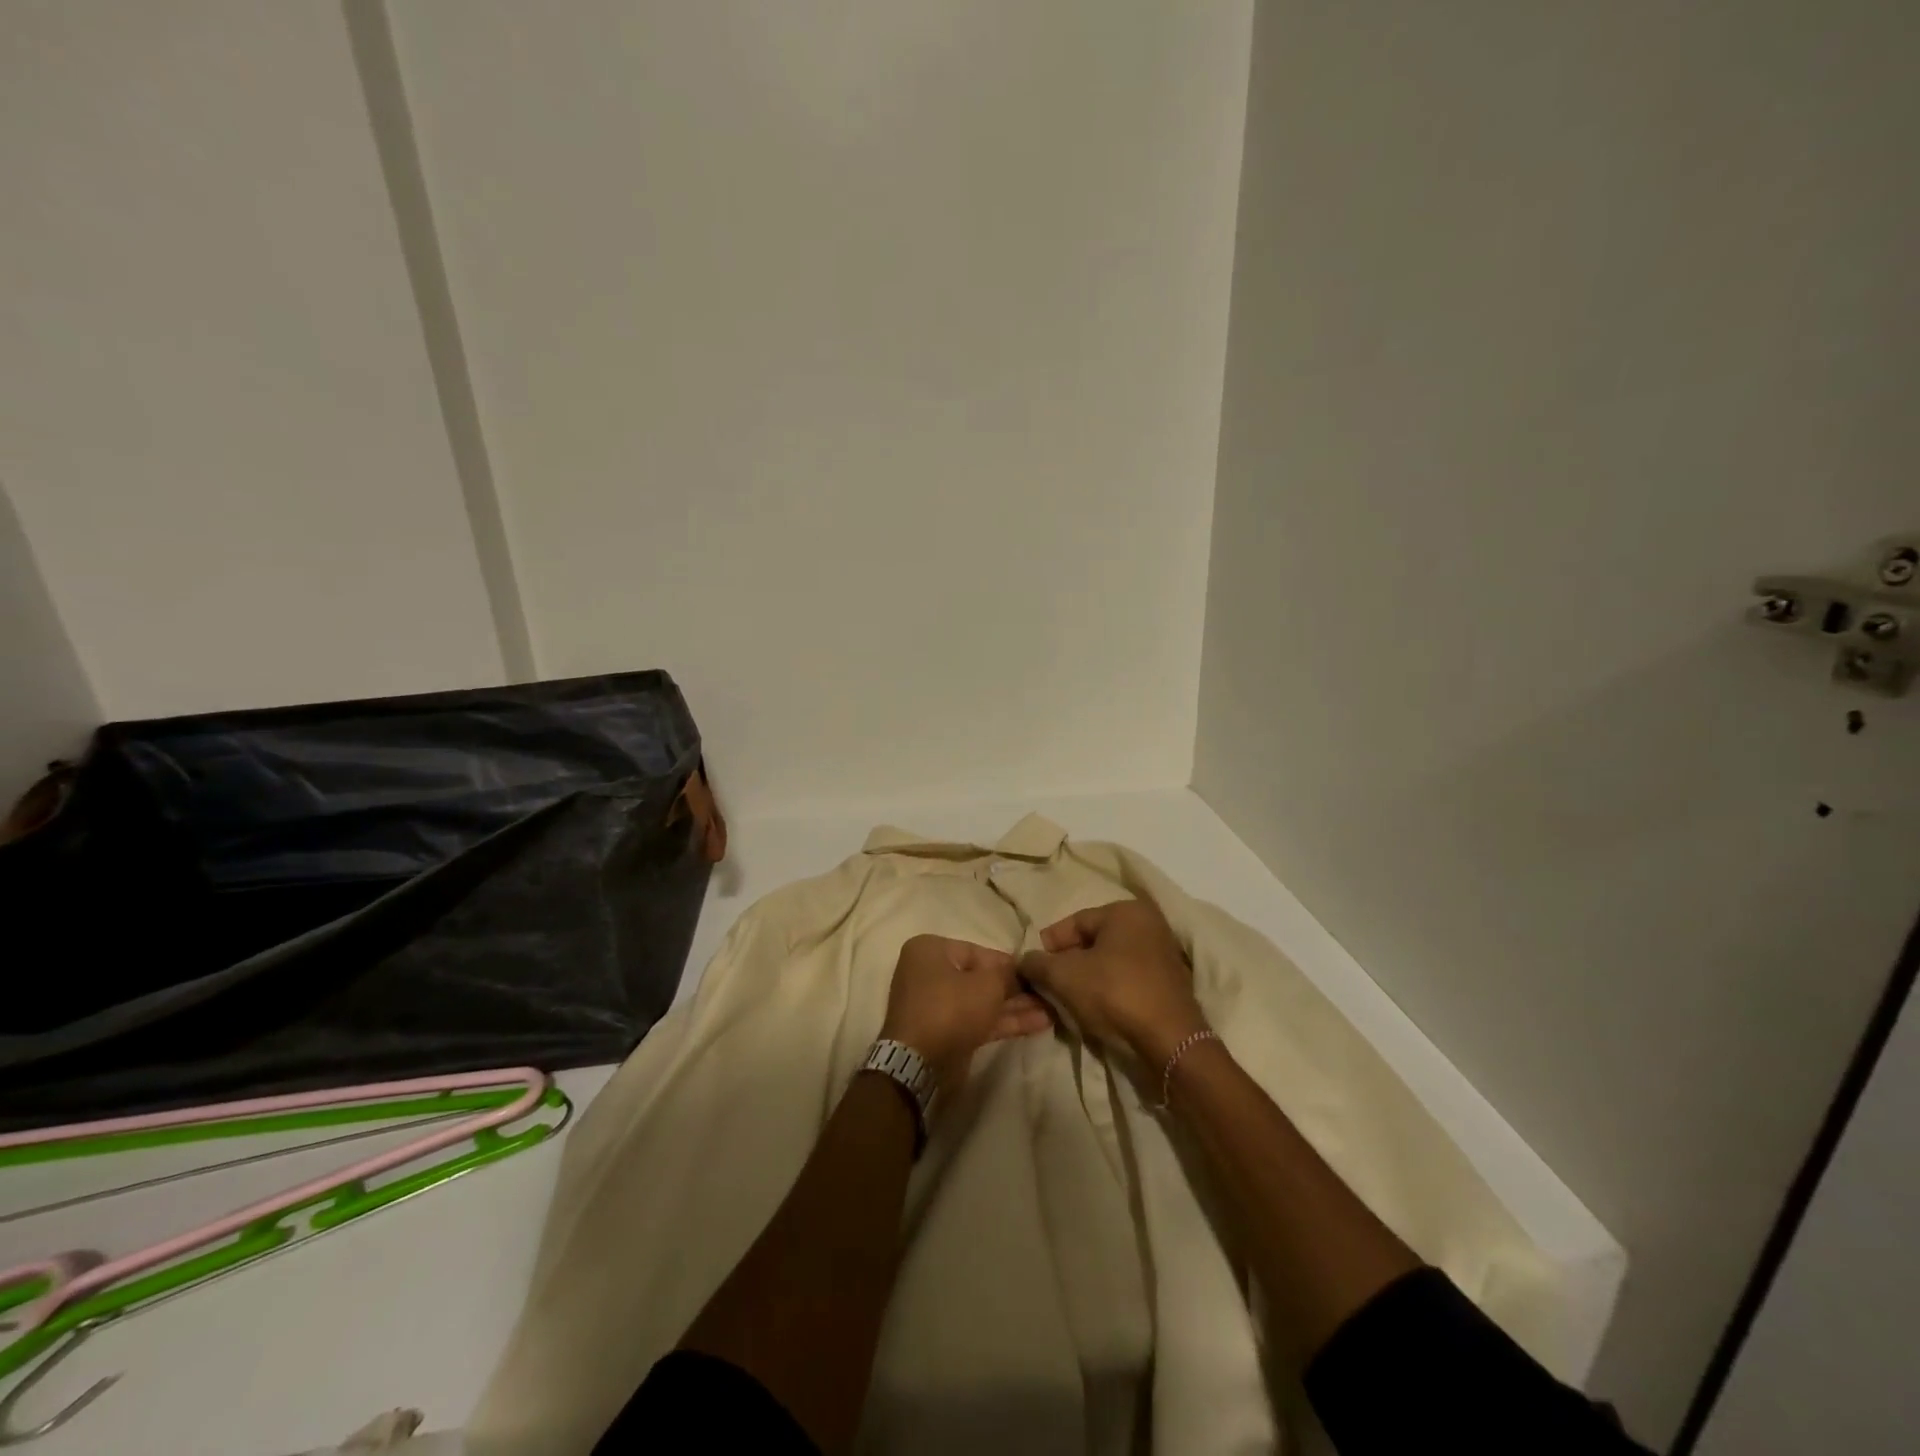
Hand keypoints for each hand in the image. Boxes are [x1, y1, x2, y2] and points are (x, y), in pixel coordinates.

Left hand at [880, 934, 1051, 1089]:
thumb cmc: (951, 1008)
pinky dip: (1005, 1022)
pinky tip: (1038, 1024)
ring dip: (1015, 1007)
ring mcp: (937, 1006)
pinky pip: (979, 1021)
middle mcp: (930, 973)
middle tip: (1047, 992)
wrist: (920, 1065)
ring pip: (982, 1002)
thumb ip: (1007, 974)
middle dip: (1015, 988)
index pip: (978, 951)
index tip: (1035, 971)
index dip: (1009, 963)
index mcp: (931, 951)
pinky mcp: (946, 1033)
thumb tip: (1020, 970)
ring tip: (1052, 1009)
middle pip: (980, 977)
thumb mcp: (987, 984)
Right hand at [1020, 898, 1207, 1065]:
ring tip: (1068, 999)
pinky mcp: (1169, 982)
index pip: (1075, 922)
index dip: (1049, 944)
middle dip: (1068, 962)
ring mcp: (1163, 953)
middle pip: (1094, 941)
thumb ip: (1038, 963)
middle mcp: (1149, 924)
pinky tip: (1095, 1007)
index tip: (1033, 967)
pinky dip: (1109, 988)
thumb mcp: (1064, 976)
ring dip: (1087, 978)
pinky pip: (1128, 978)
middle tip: (1049, 984)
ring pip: (1110, 961)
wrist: (1169, 1041)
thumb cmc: (1115, 994)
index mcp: (1126, 911)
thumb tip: (1024, 960)